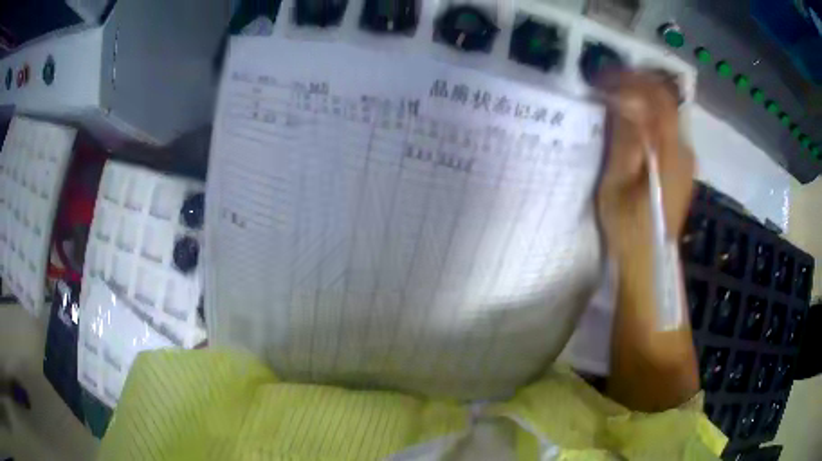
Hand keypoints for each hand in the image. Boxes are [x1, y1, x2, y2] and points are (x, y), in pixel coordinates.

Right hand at [596, 72, 694, 254]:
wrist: (648, 264)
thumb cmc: (628, 228)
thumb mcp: (617, 183)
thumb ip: (625, 139)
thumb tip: (625, 99)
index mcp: (671, 152)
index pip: (658, 97)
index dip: (631, 79)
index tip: (603, 78)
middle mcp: (685, 151)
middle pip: (665, 103)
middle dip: (635, 86)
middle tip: (605, 86)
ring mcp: (687, 161)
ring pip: (666, 116)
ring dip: (641, 102)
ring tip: (613, 101)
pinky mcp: (682, 170)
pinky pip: (667, 132)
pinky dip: (648, 120)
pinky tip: (631, 126)